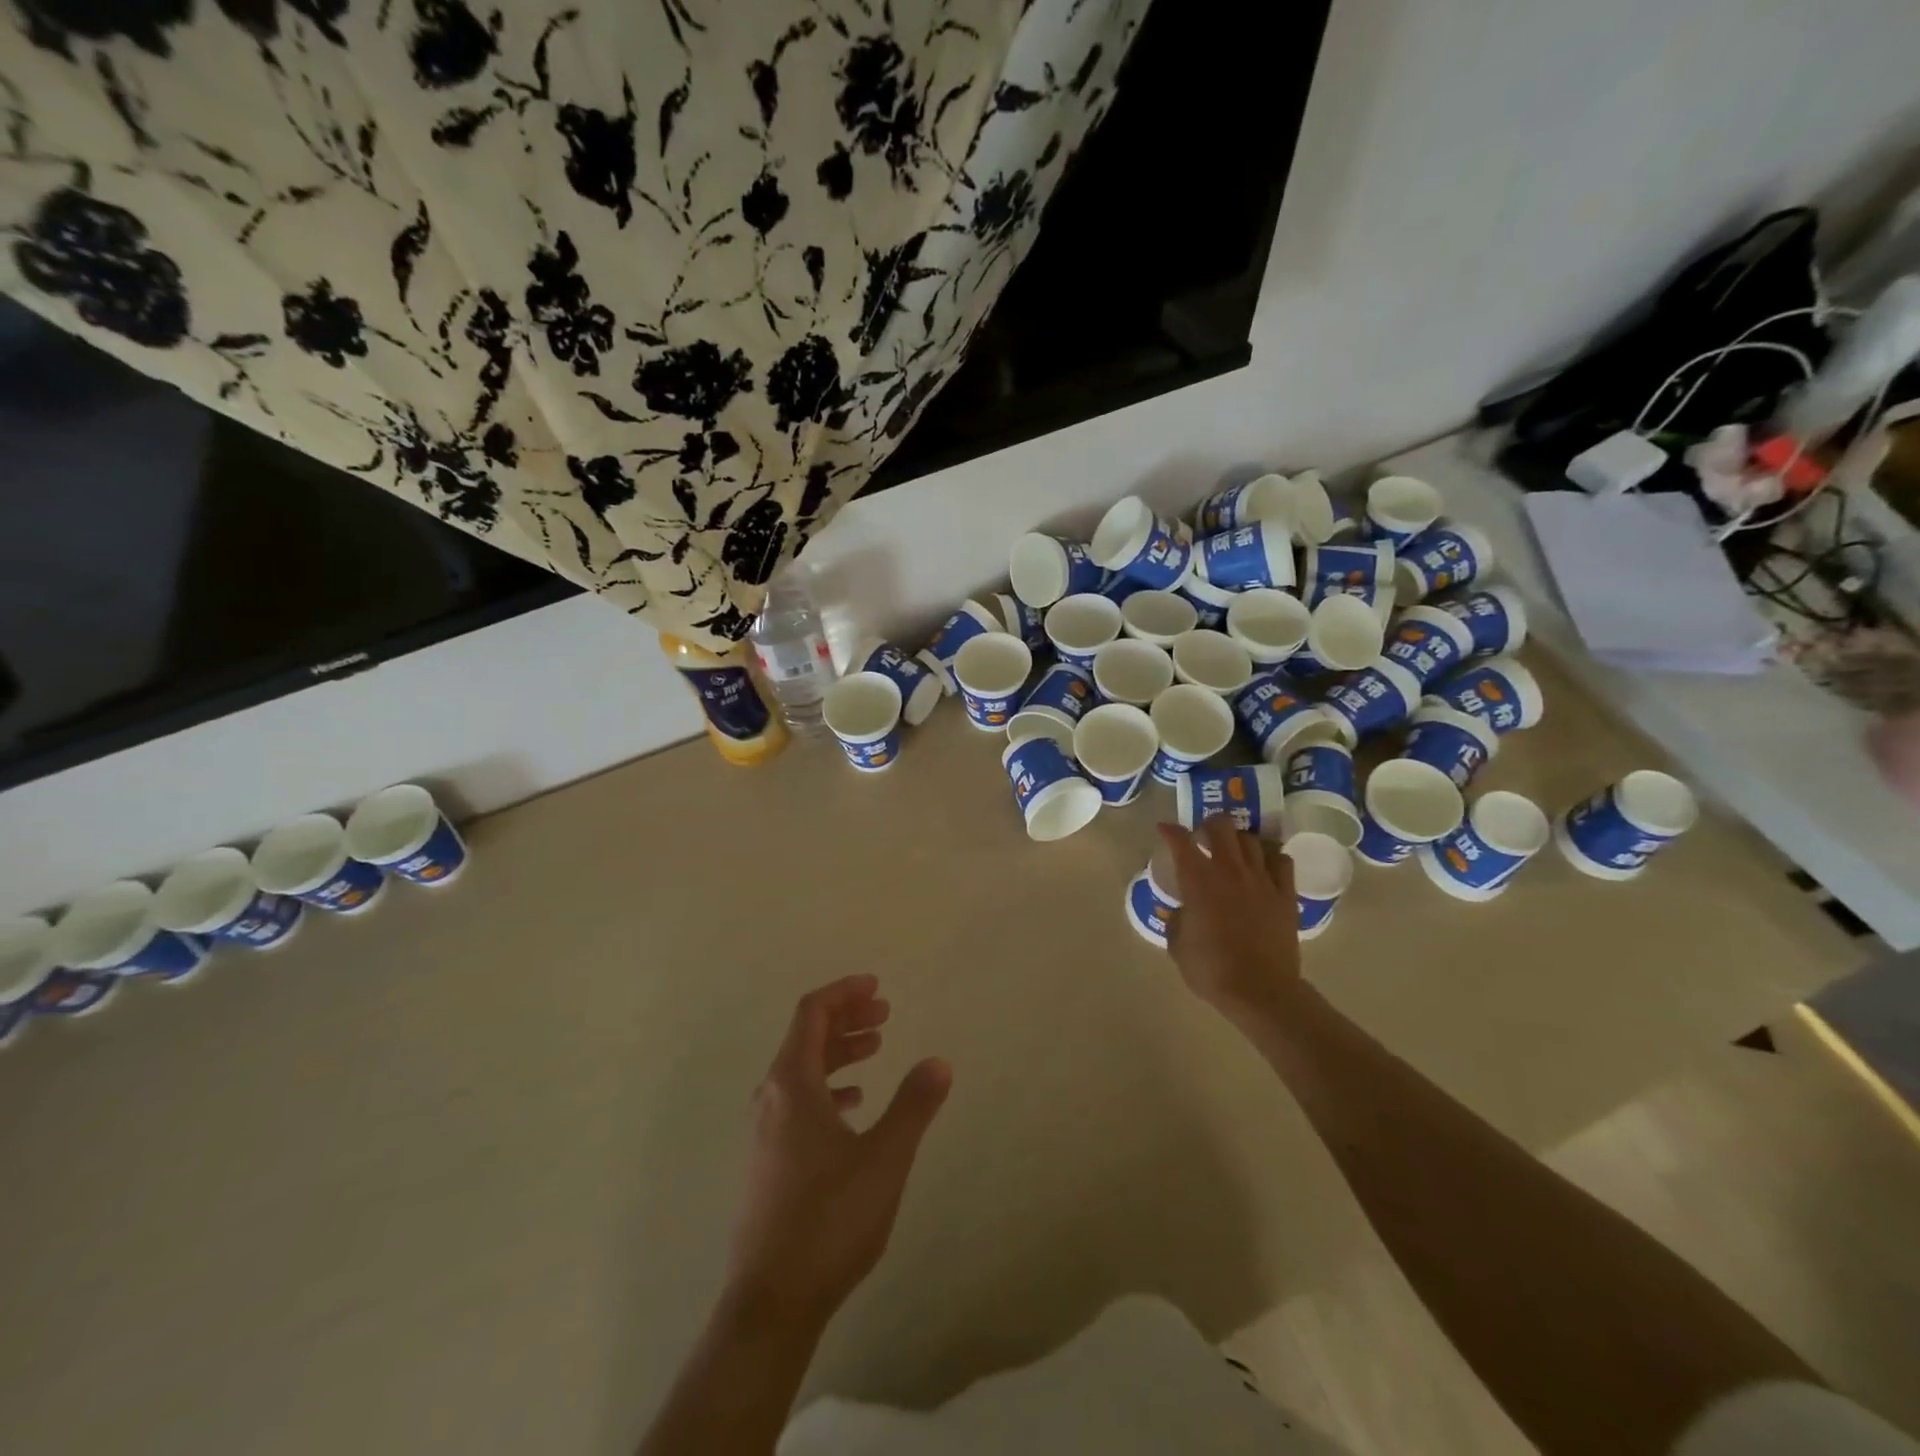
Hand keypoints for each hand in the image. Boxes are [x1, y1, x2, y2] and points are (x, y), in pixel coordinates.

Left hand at [724, 975, 951, 1329]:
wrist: (771, 1301)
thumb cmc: (830, 1219)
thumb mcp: (885, 1157)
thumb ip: (913, 1105)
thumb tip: (939, 1061)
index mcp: (792, 1083)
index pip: (812, 1013)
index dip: (844, 992)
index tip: (877, 986)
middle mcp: (771, 1097)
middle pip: (806, 1037)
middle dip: (846, 1018)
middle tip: (885, 1013)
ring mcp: (765, 1131)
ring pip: (802, 1070)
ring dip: (839, 1052)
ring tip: (876, 1049)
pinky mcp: (768, 1160)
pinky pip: (798, 1101)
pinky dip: (828, 1086)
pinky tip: (853, 1104)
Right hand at [1158, 817, 1301, 1018]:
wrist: (1260, 991)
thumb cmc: (1211, 970)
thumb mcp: (1177, 945)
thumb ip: (1177, 918)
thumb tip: (1182, 909)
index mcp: (1198, 880)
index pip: (1180, 840)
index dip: (1170, 831)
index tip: (1165, 830)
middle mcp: (1229, 870)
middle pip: (1221, 825)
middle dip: (1209, 825)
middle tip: (1204, 837)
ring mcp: (1261, 879)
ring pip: (1251, 839)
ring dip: (1239, 840)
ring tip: (1234, 852)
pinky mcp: (1285, 894)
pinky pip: (1282, 860)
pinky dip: (1271, 857)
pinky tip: (1264, 867)